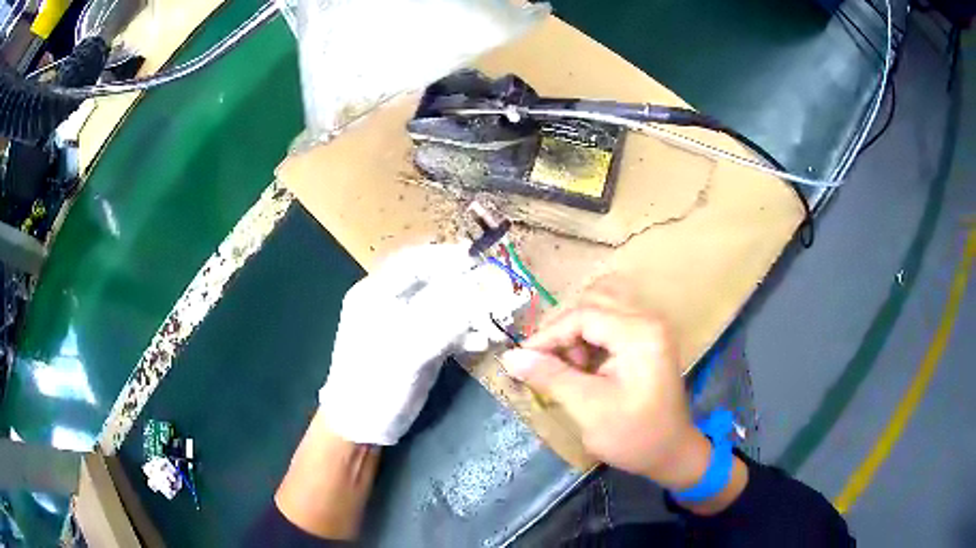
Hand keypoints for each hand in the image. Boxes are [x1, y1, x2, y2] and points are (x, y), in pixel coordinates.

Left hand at [320, 243, 524, 444]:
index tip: (476, 257)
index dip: (444, 255)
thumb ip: (443, 319)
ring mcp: (406, 324)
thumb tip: (480, 292)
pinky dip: (465, 332)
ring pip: (443, 304)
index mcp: (375, 293)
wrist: (363, 423)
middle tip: (494, 284)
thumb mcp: (406, 349)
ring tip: (495, 315)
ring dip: (469, 308)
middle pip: (431, 280)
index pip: (412, 260)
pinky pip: (446, 329)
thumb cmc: (374, 382)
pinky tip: (482, 341)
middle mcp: (391, 303)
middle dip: (463, 282)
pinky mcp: (419, 345)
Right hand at [503, 279, 710, 490]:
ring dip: (576, 331)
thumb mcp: (589, 408)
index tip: (522, 359)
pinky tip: (584, 366)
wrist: (672, 452)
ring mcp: (650, 327)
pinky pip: (610, 322)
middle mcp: (648, 320)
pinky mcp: (647, 339)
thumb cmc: (634, 435)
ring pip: (600, 308)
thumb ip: (551, 377)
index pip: (583, 315)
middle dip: (563, 331)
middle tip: (548, 363)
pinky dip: (590, 337)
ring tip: (569, 366)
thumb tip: (510, 357)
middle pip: (592, 302)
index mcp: (639, 333)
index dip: (548, 335)